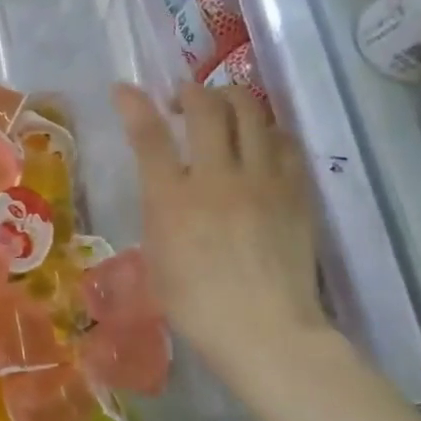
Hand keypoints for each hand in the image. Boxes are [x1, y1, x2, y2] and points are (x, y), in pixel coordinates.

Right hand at [113, 83, 332, 391]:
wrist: (266, 331)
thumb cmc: (196, 305)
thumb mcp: (157, 255)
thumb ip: (159, 209)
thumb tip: (165, 182)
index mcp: (172, 200)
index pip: (149, 136)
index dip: (134, 105)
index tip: (124, 89)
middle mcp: (217, 178)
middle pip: (206, 107)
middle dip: (190, 92)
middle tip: (182, 101)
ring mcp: (263, 180)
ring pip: (251, 111)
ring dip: (230, 100)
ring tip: (222, 112)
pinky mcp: (296, 190)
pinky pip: (284, 140)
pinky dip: (266, 130)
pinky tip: (260, 143)